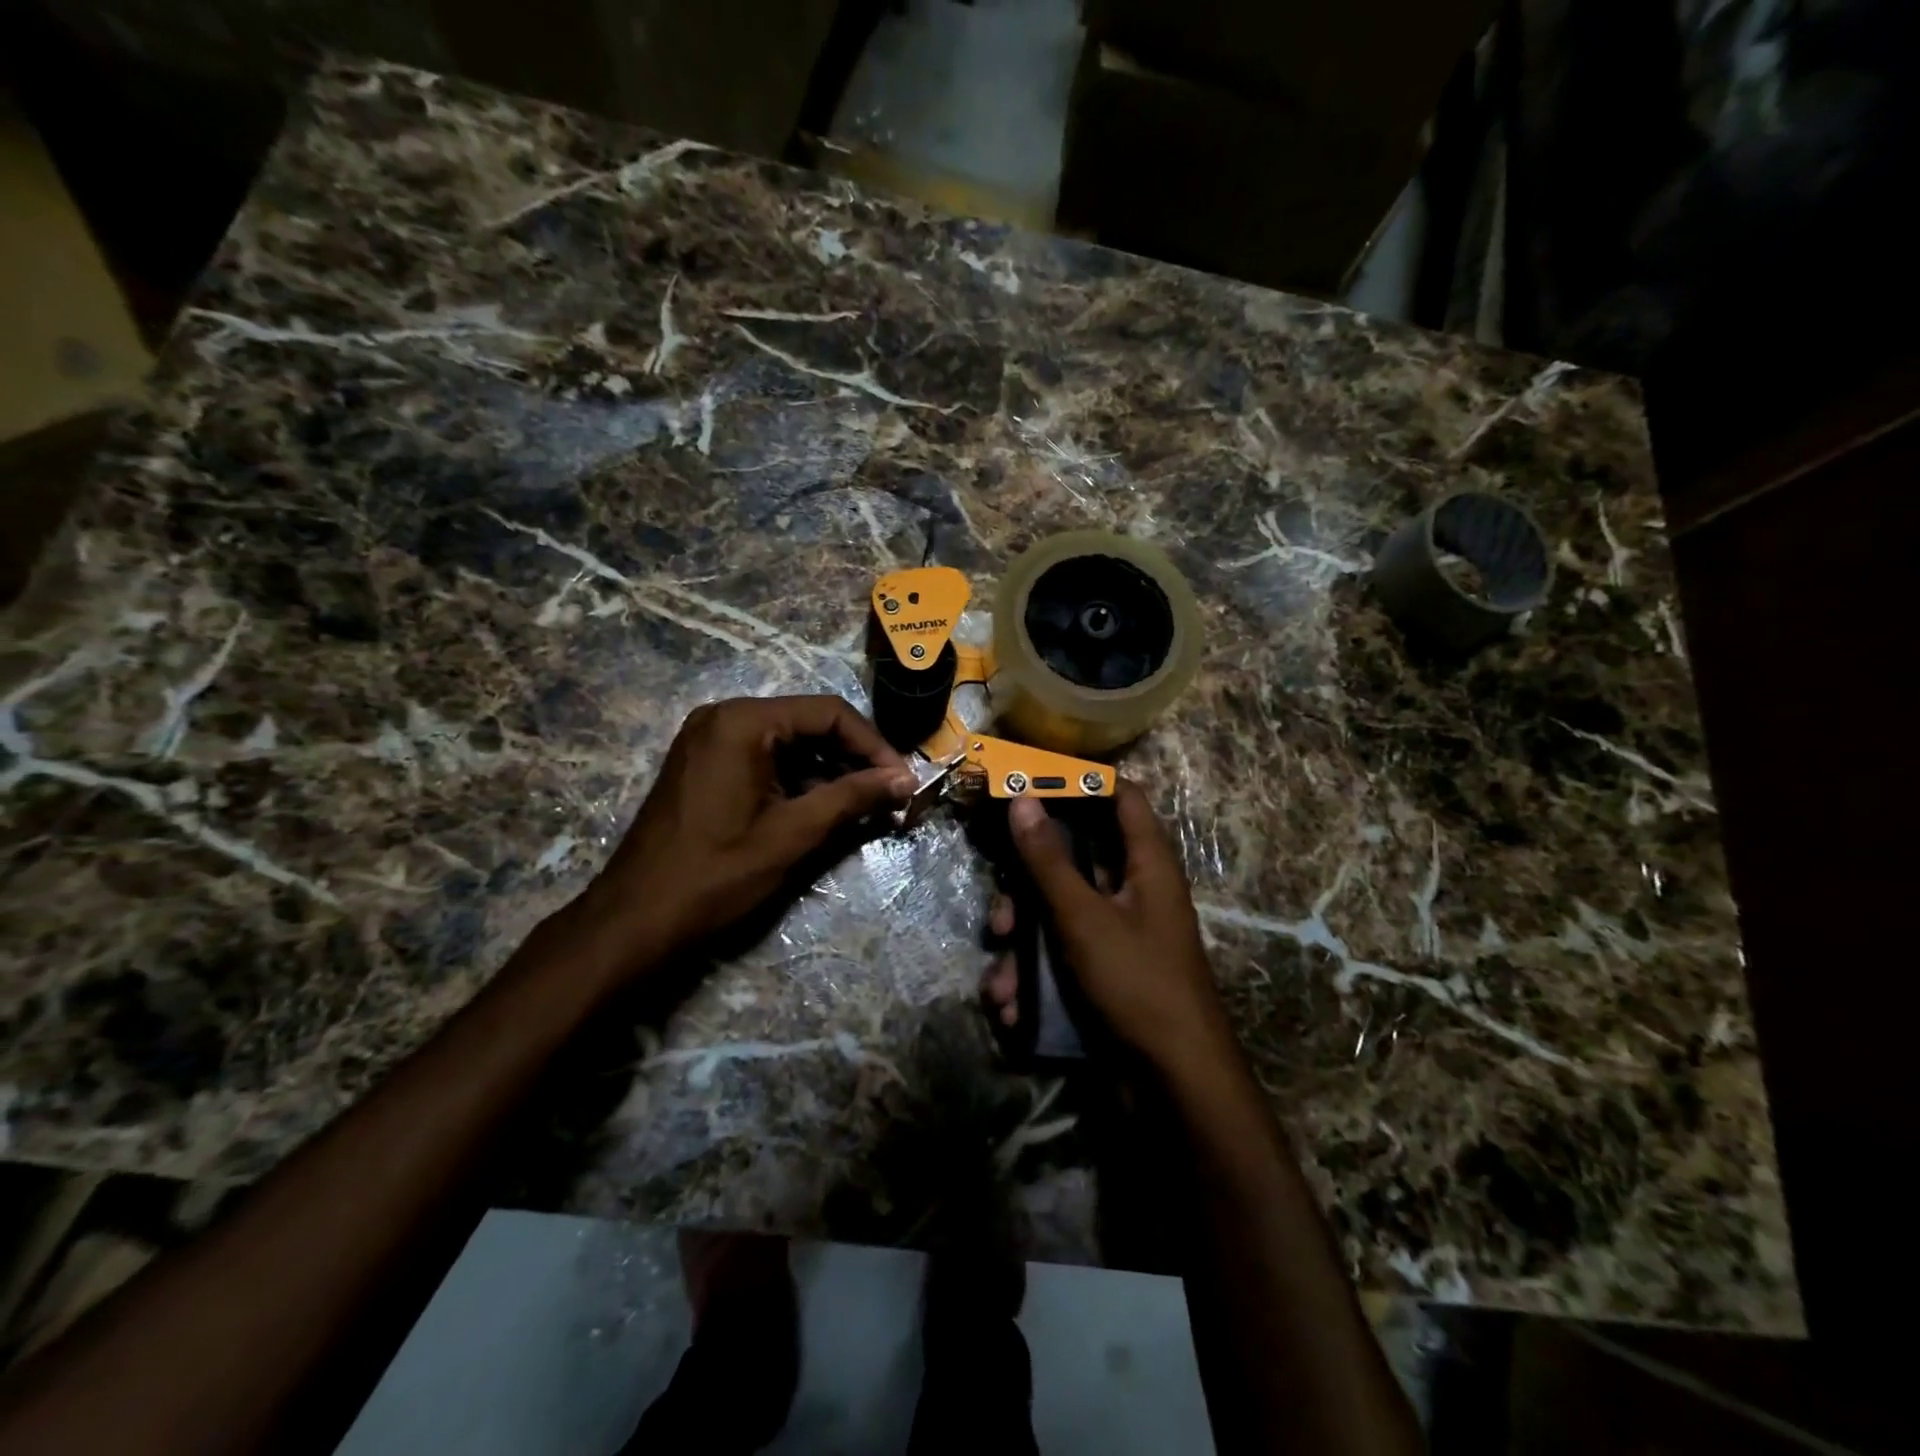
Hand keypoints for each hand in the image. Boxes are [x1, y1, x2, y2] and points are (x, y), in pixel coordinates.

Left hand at [569, 696, 914, 978]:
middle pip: (809, 723)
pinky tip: (822, 808)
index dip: (873, 745)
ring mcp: (709, 739)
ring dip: (828, 771)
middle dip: (853, 758)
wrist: (636, 920)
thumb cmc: (717, 873)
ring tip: (863, 806)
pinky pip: (764, 758)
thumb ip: (853, 796)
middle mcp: (724, 717)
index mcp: (743, 721)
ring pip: (788, 742)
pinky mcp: (704, 764)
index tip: (902, 781)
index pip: (829, 713)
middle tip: (888, 795)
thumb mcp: (794, 832)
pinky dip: (797, 779)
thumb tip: (906, 779)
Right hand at [982, 780, 1234, 1079]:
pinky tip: (1014, 1009)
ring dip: (1022, 948)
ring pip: (1056, 916)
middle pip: (1073, 861)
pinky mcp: (1102, 973)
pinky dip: (1034, 979)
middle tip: (1001, 915)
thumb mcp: (1084, 918)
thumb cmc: (1138, 984)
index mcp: (1146, 864)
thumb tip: (1023, 799)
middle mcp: (1133, 891)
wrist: (1175, 1086)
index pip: (1121, 797)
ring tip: (1002, 982)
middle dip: (1027, 889)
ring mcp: (1117, 935)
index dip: (1080, 784)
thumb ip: (1050, 860)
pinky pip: (1060, 957)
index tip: (1030, 784)